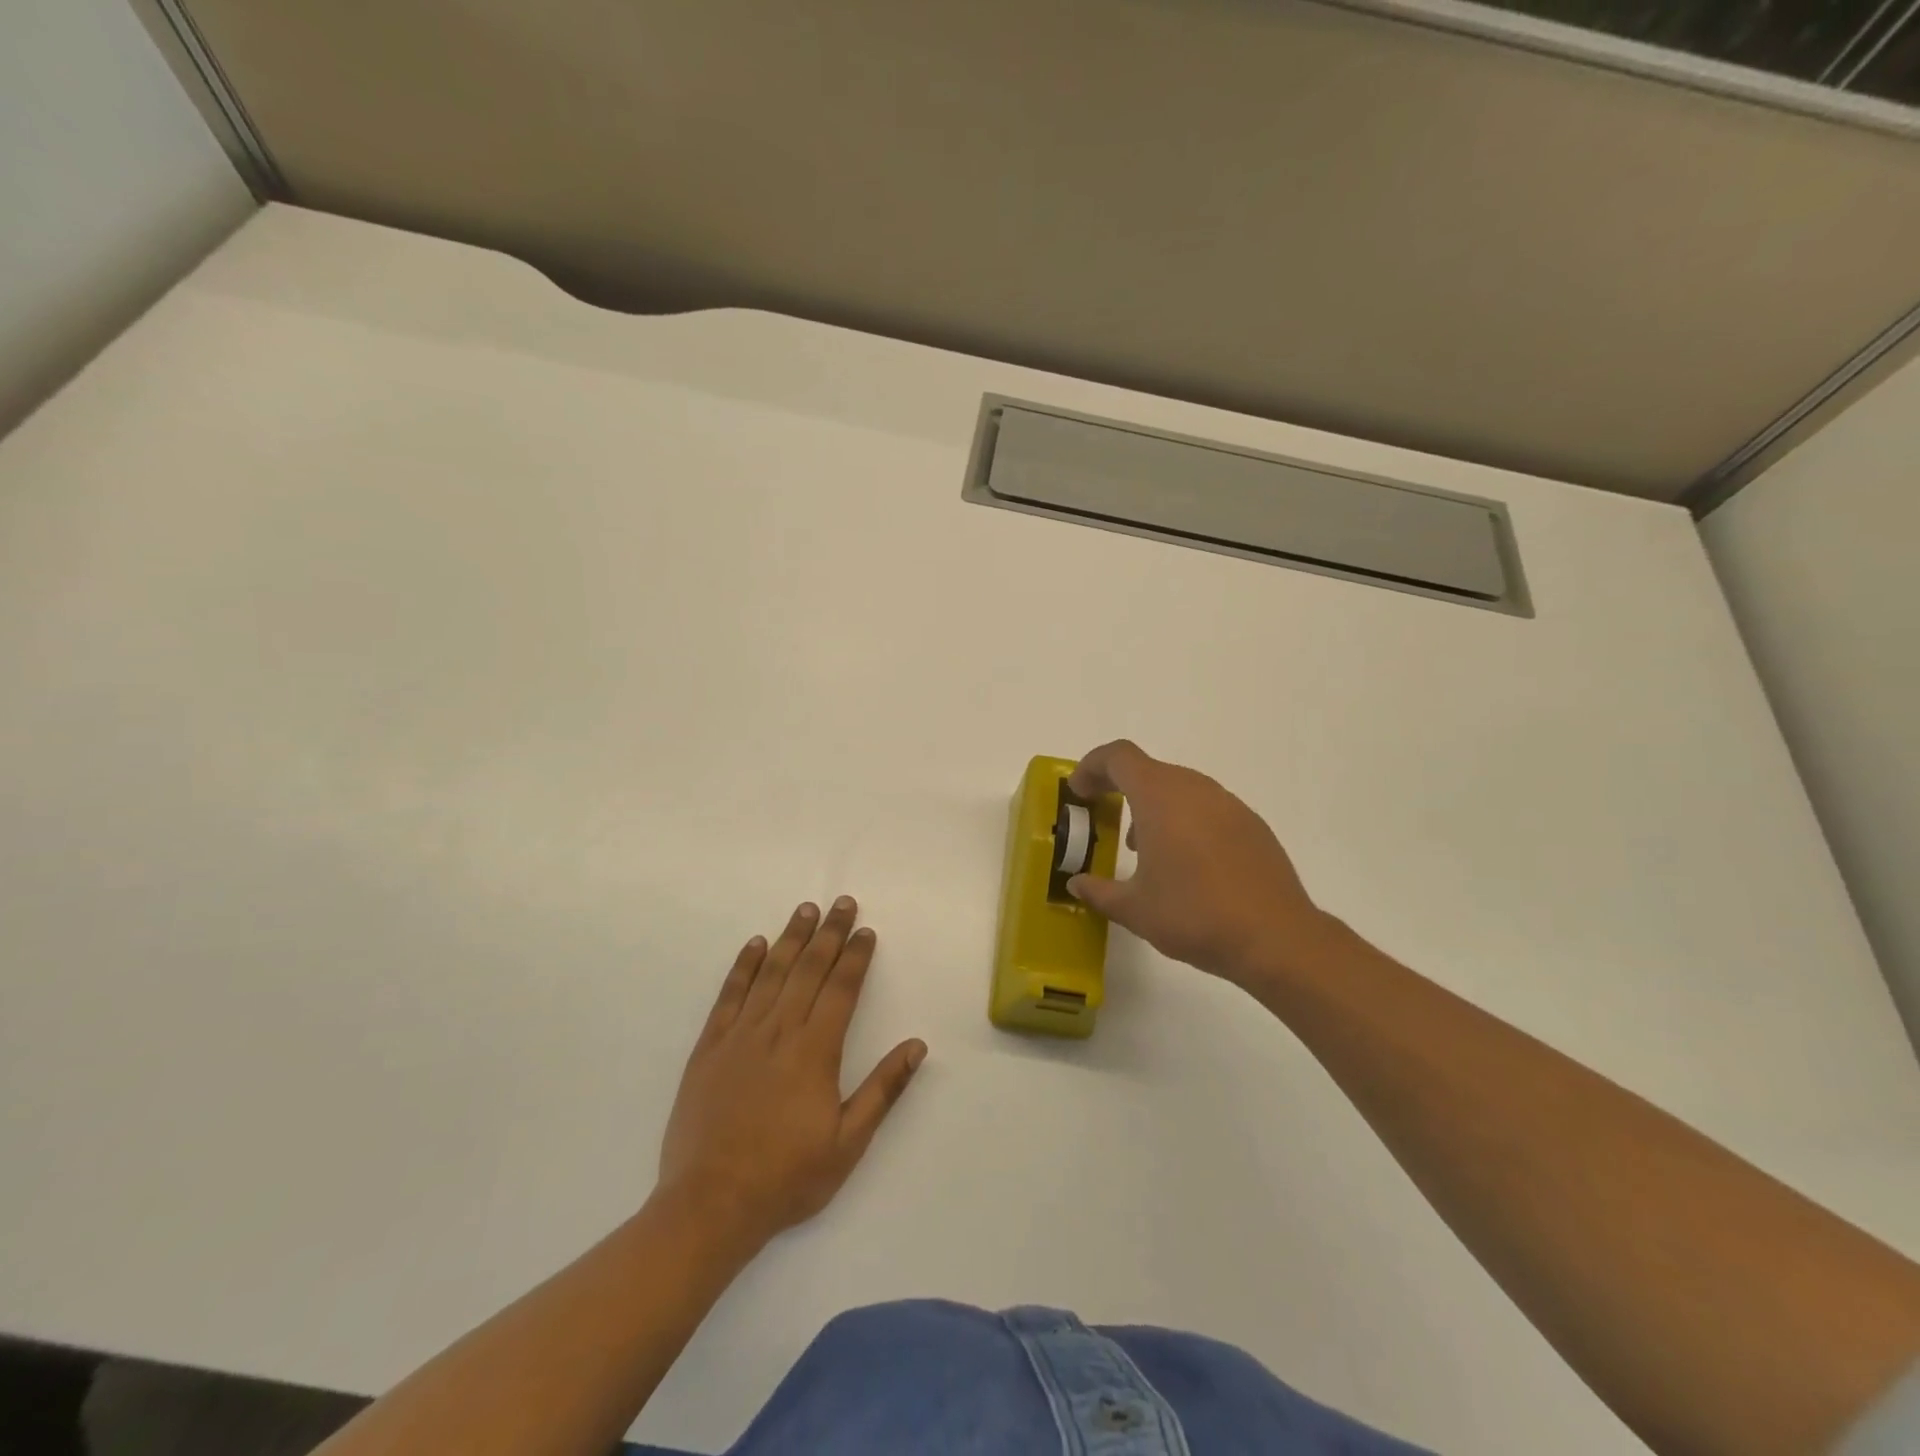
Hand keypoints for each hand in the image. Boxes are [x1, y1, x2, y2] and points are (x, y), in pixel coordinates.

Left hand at [657, 897, 925, 1248]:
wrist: (710, 1204)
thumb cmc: (787, 1177)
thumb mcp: (848, 1142)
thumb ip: (883, 1089)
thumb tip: (916, 1045)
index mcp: (815, 1051)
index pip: (841, 989)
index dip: (856, 957)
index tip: (866, 931)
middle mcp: (779, 1031)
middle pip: (809, 969)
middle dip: (829, 933)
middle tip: (842, 902)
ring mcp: (741, 1036)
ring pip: (771, 973)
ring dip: (791, 938)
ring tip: (806, 910)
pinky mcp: (710, 1047)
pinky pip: (729, 995)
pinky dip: (743, 966)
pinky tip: (754, 945)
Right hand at [1067, 740, 1332, 987]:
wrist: (1275, 938)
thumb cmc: (1194, 915)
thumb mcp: (1134, 909)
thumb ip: (1099, 891)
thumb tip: (1076, 883)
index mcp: (1160, 797)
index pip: (1119, 757)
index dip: (1092, 767)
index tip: (1079, 794)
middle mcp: (1195, 789)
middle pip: (1149, 769)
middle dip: (1119, 788)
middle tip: (1103, 819)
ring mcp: (1228, 804)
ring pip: (1179, 788)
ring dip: (1152, 805)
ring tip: (1142, 848)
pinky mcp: (1251, 825)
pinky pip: (1206, 807)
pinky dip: (1183, 820)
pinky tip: (1185, 863)